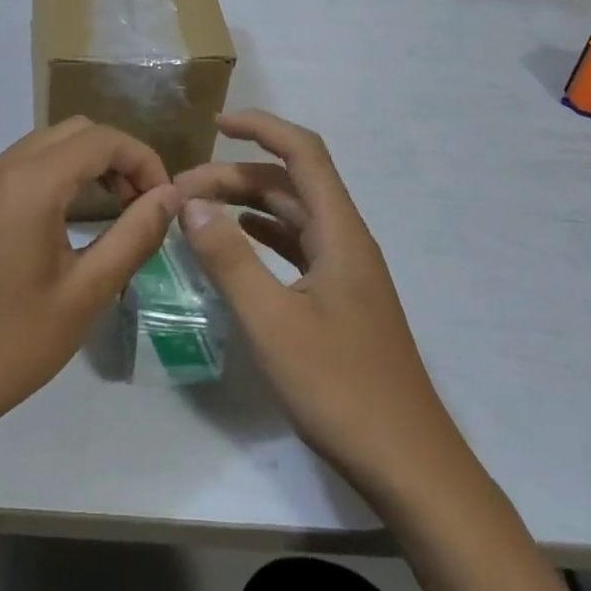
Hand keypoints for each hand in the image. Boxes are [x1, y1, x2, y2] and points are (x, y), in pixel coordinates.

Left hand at [0, 117, 178, 447]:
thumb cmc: (9, 344)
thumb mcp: (85, 294)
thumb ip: (134, 235)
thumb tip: (169, 195)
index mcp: (30, 183)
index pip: (102, 139)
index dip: (143, 160)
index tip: (164, 200)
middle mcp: (0, 169)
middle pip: (73, 132)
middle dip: (116, 157)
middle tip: (140, 206)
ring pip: (44, 146)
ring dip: (85, 165)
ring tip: (111, 213)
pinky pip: (19, 168)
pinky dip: (54, 177)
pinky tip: (65, 223)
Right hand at [175, 111, 452, 501]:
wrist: (409, 466)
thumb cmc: (341, 389)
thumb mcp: (272, 323)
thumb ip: (229, 260)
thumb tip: (191, 204)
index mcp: (339, 232)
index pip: (302, 152)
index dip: (260, 127)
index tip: (214, 125)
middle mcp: (345, 240)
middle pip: (289, 183)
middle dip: (235, 176)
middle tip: (181, 192)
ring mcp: (345, 271)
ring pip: (291, 214)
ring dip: (246, 204)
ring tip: (197, 212)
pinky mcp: (340, 299)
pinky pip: (296, 246)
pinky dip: (261, 234)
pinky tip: (235, 244)